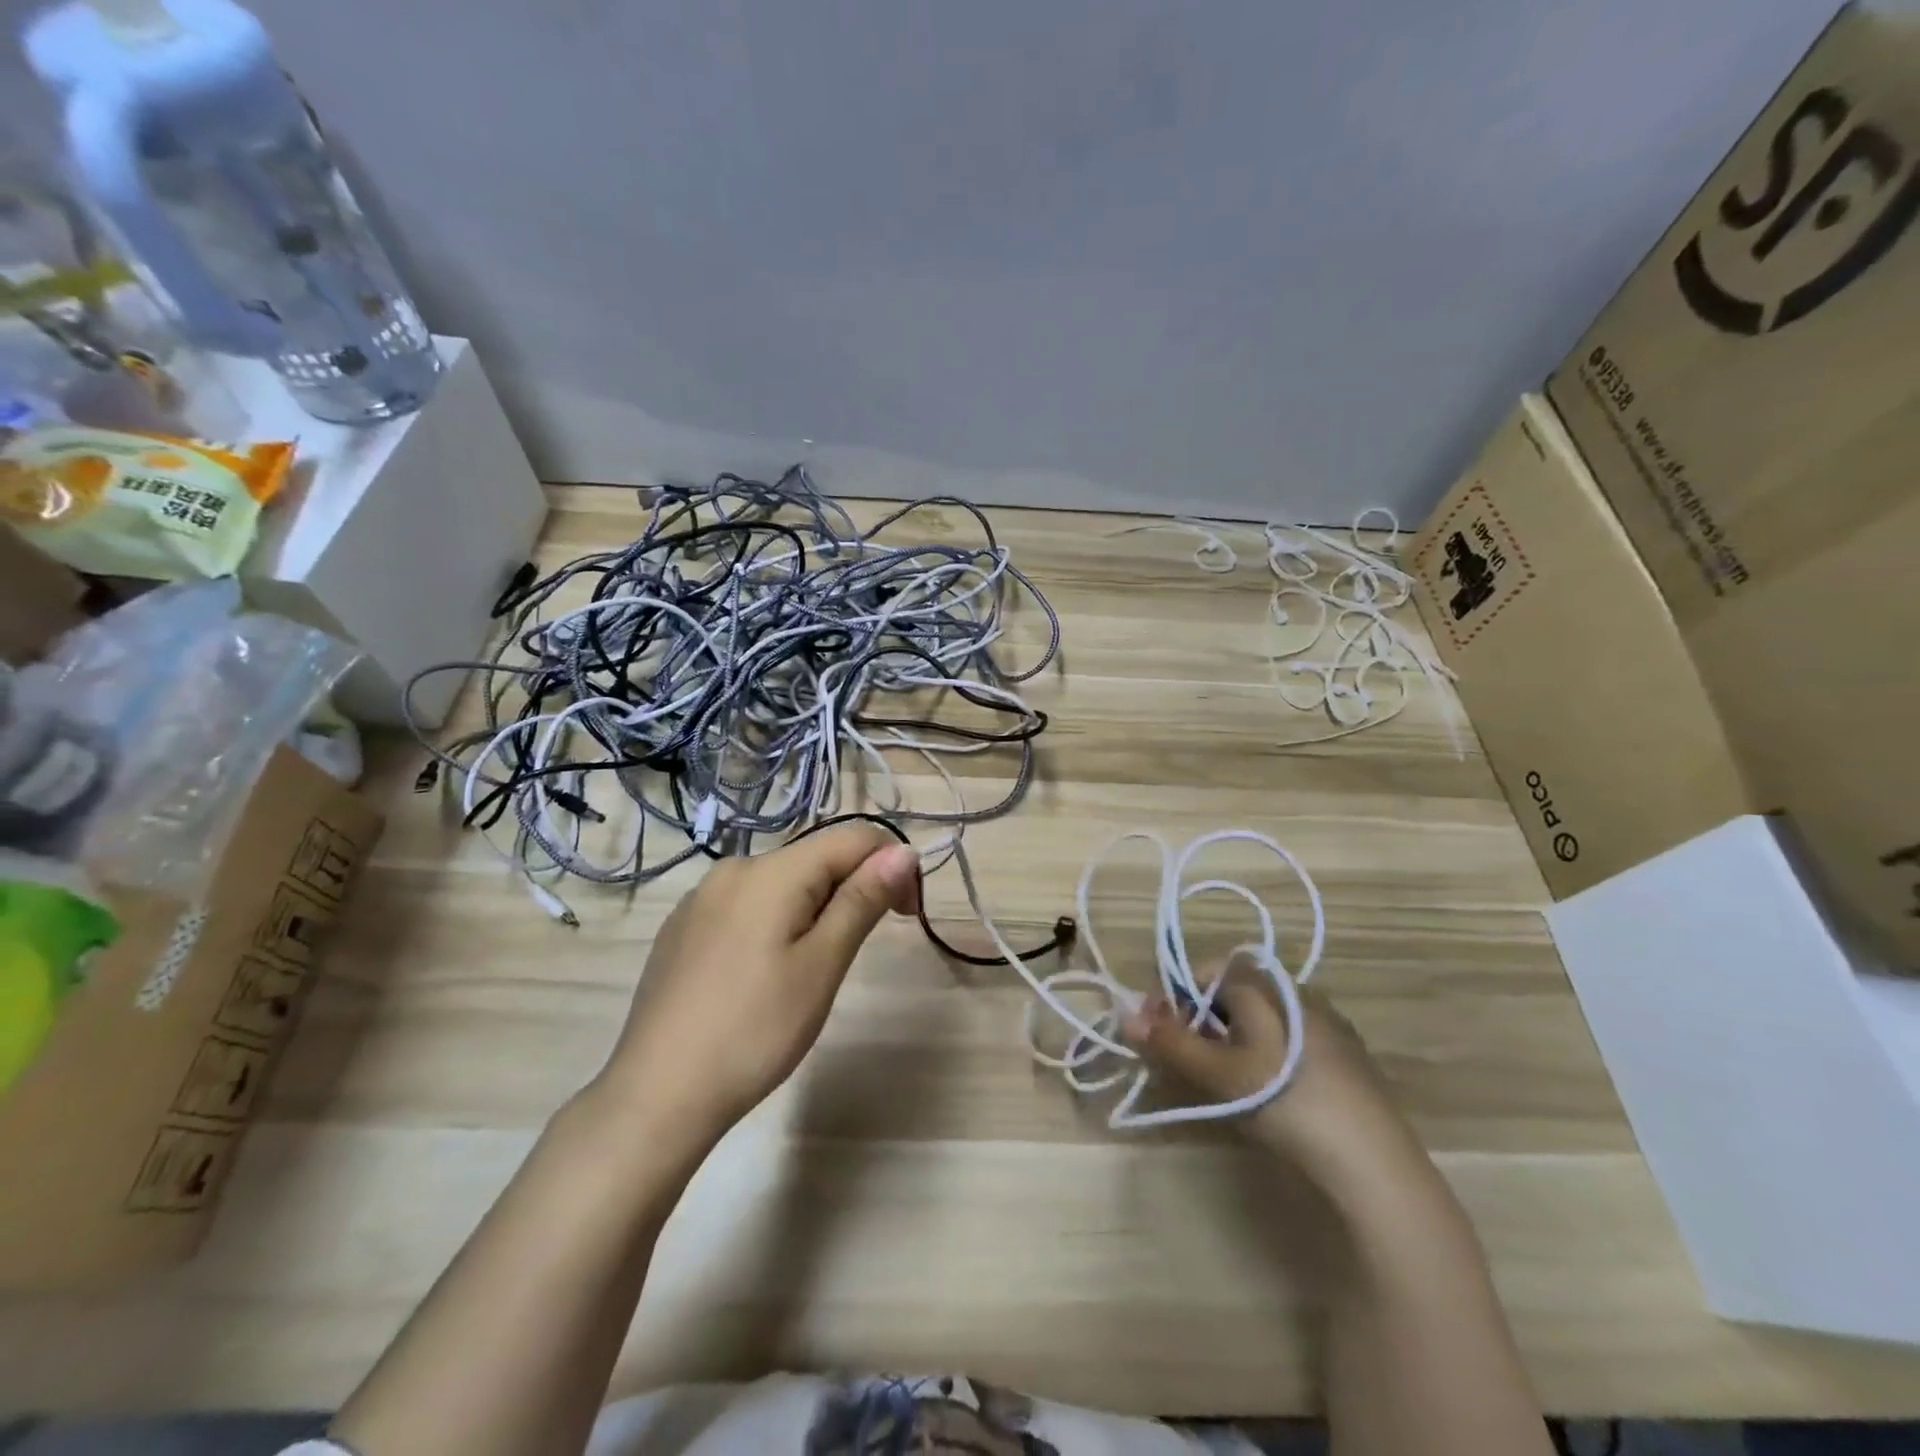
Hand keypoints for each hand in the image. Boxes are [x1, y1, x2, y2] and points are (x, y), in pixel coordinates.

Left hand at [591, 825, 919, 1156]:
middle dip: (852, 891)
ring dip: (815, 909)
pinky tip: (763, 975)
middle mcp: (733, 869)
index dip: (892, 866)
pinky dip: (776, 923)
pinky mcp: (683, 928)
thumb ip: (862, 899)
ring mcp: (701, 898)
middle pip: (816, 859)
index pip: (853, 838)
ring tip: (810, 971)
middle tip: (853, 955)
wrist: (656, 1095)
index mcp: (771, 871)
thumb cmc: (754, 1030)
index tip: (907, 915)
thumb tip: (904, 851)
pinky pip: (747, 906)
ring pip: (781, 884)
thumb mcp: (822, 964)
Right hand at [1119, 958, 1421, 1186]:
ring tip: (1221, 1083)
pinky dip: (1262, 1055)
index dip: (1173, 999)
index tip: (1161, 1037)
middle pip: (1229, 993)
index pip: (1202, 970)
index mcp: (1264, 982)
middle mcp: (1294, 989)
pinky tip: (1265, 1092)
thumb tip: (1124, 1015)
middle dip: (1199, 1022)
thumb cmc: (1285, 1103)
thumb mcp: (1217, 1074)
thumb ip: (1169, 1041)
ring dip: (1228, 1041)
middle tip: (1186, 1064)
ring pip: (1257, 1018)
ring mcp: (1324, 1021)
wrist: (1374, 1165)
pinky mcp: (1343, 1054)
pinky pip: (1285, 1038)